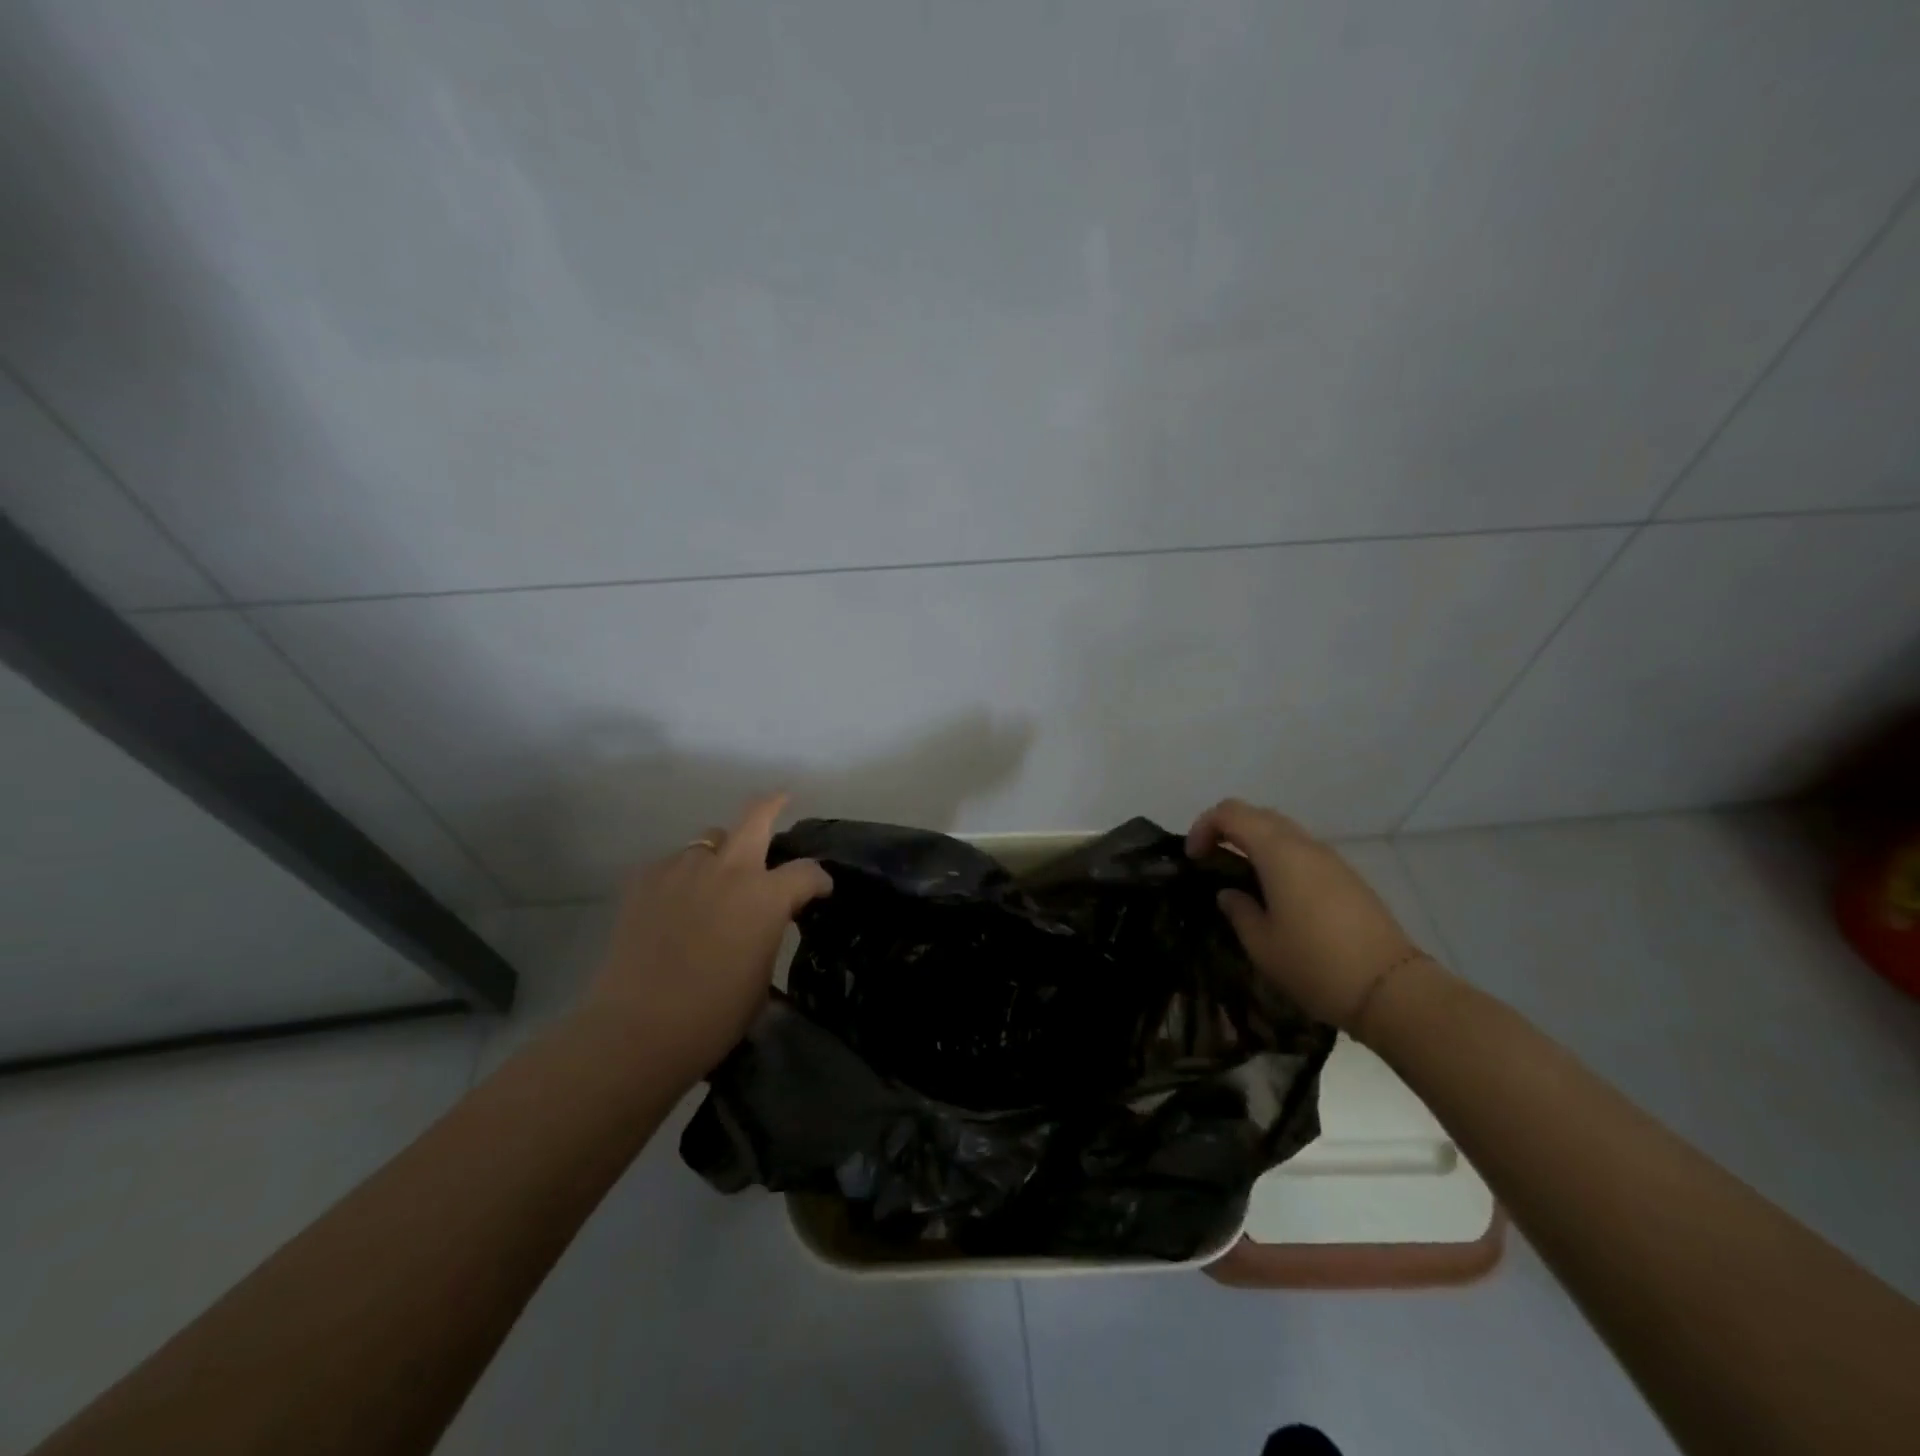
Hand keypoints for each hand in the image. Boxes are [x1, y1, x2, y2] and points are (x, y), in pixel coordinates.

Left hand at [582, 793, 831, 1086]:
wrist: (638, 1029)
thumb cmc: (714, 1015)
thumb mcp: (761, 975)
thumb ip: (768, 933)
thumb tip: (763, 920)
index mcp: (766, 896)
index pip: (806, 872)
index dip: (819, 880)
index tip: (820, 891)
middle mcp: (728, 870)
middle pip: (756, 816)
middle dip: (773, 804)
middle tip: (781, 801)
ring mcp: (683, 869)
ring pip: (709, 839)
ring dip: (721, 853)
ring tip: (715, 879)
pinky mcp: (645, 879)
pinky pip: (674, 864)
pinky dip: (683, 876)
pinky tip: (676, 903)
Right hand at [1187, 798, 1423, 1029]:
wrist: (1390, 989)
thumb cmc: (1314, 963)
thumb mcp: (1261, 943)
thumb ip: (1238, 910)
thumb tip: (1229, 893)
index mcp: (1278, 852)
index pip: (1230, 813)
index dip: (1204, 827)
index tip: (1193, 858)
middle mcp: (1304, 845)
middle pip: (1257, 815)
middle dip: (1228, 830)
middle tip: (1211, 861)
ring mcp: (1330, 860)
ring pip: (1283, 831)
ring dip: (1255, 843)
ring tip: (1240, 879)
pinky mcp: (1347, 878)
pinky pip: (1303, 852)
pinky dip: (1279, 858)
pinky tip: (1275, 894)